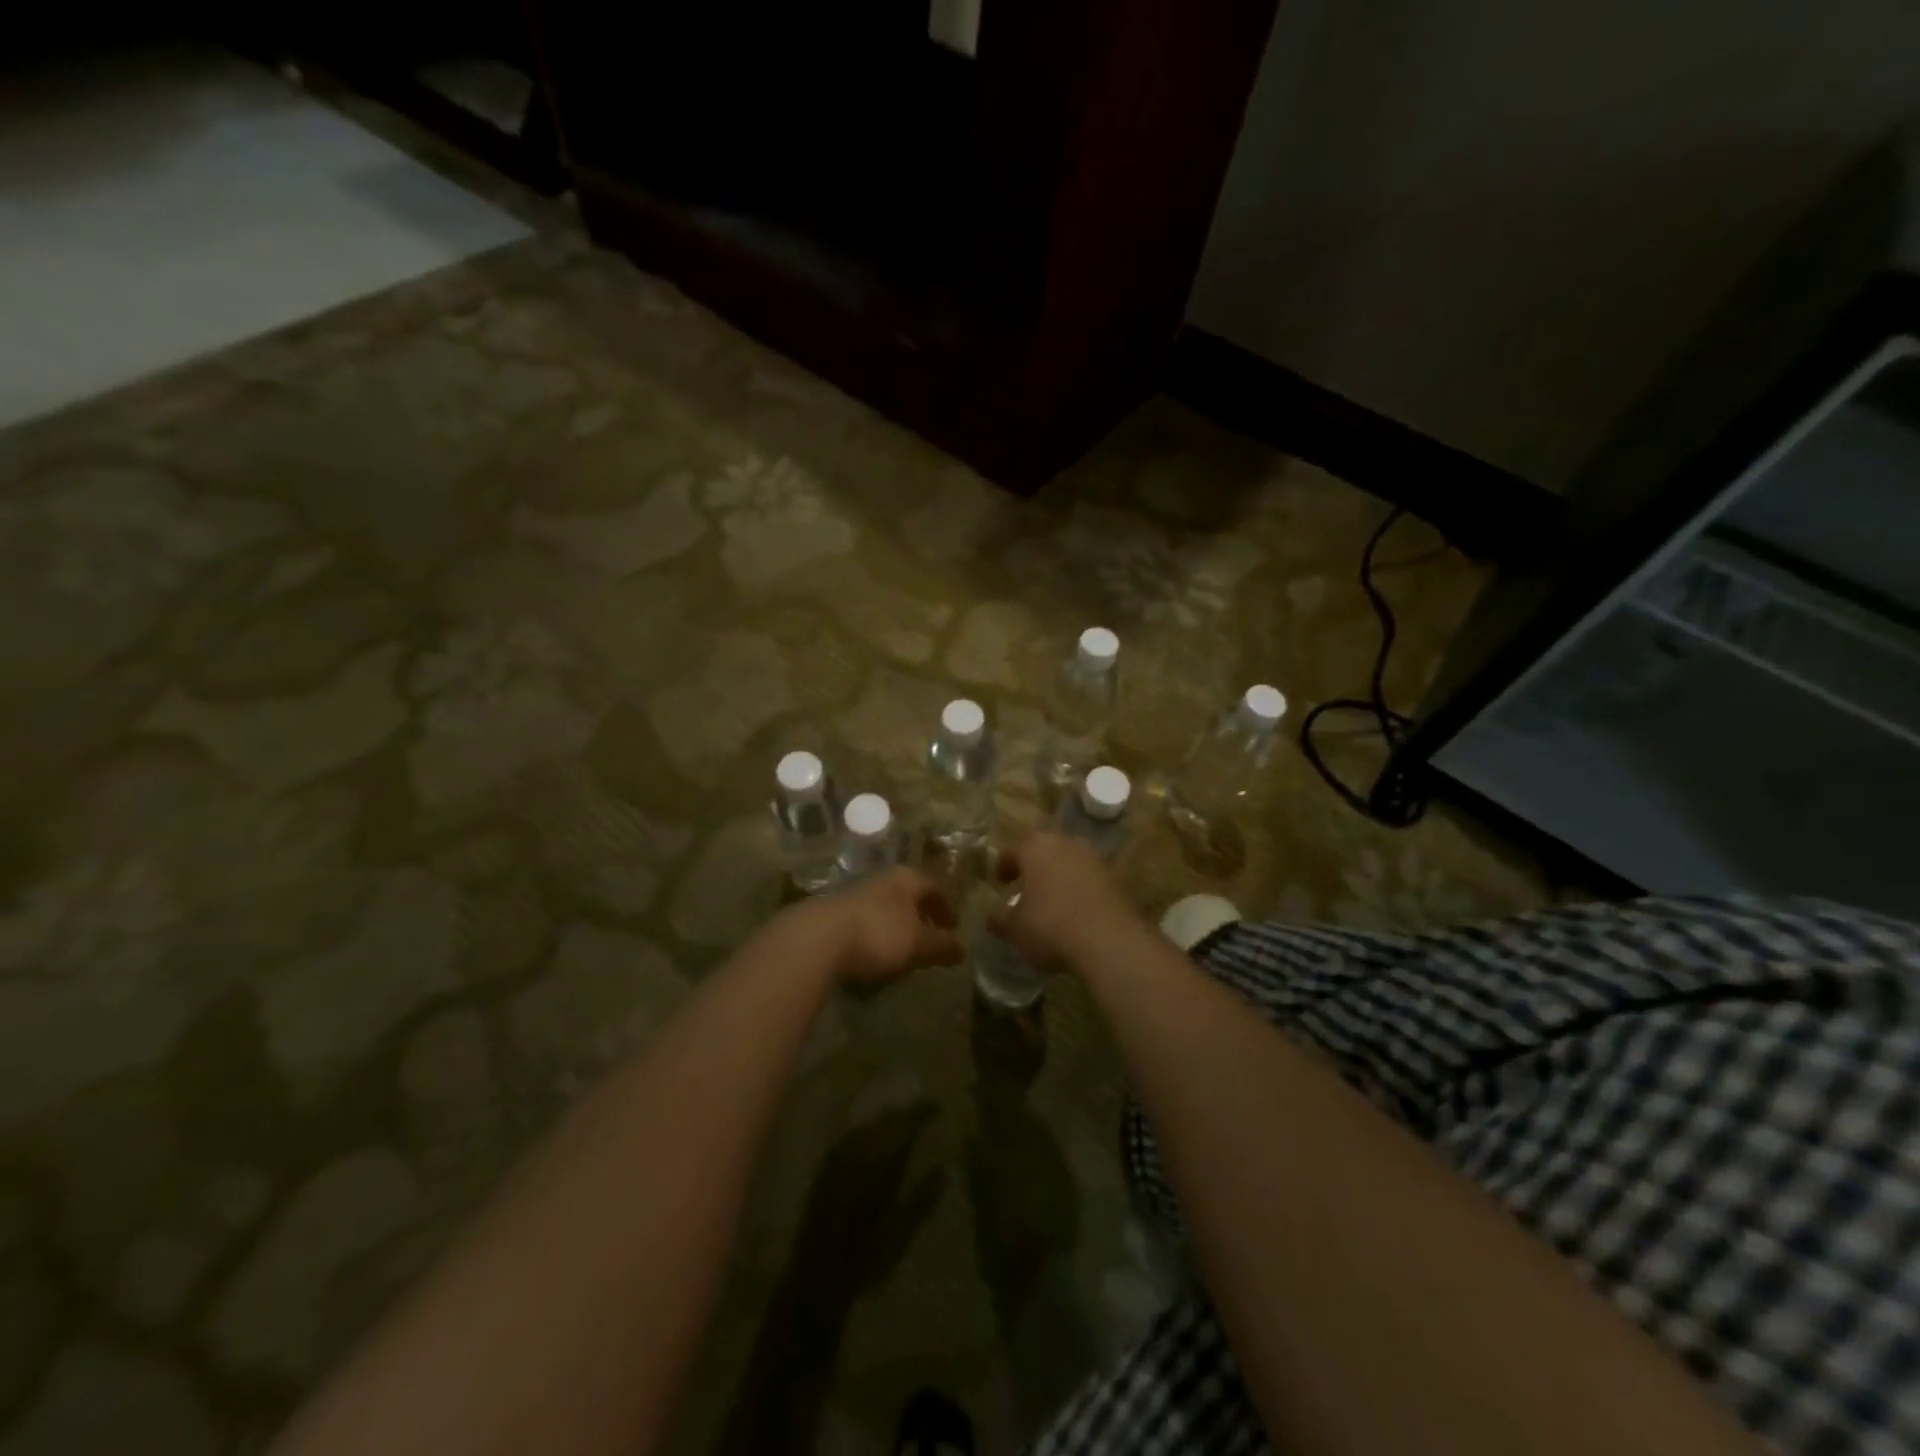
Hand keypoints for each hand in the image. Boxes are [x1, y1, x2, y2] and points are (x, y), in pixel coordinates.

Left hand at [785, 868, 962, 987]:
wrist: (817, 939)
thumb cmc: (878, 934)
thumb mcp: (918, 944)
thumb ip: (942, 946)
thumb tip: (963, 949)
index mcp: (906, 879)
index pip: (934, 887)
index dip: (947, 908)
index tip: (954, 928)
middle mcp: (881, 879)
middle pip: (908, 894)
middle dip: (921, 915)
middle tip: (931, 938)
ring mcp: (854, 893)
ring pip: (885, 906)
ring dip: (897, 925)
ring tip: (902, 950)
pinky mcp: (833, 912)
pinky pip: (864, 920)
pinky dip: (875, 933)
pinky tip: (872, 954)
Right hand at [988, 832, 1135, 973]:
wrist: (1107, 941)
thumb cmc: (1049, 927)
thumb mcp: (1014, 928)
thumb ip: (1000, 919)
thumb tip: (993, 917)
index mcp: (1035, 847)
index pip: (1013, 851)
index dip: (1003, 867)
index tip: (999, 882)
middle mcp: (1065, 843)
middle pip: (1043, 851)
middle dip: (1033, 867)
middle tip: (1024, 887)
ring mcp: (1093, 858)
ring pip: (1068, 862)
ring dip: (1057, 876)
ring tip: (1050, 900)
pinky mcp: (1114, 877)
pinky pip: (1088, 878)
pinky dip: (1078, 889)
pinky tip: (1074, 911)